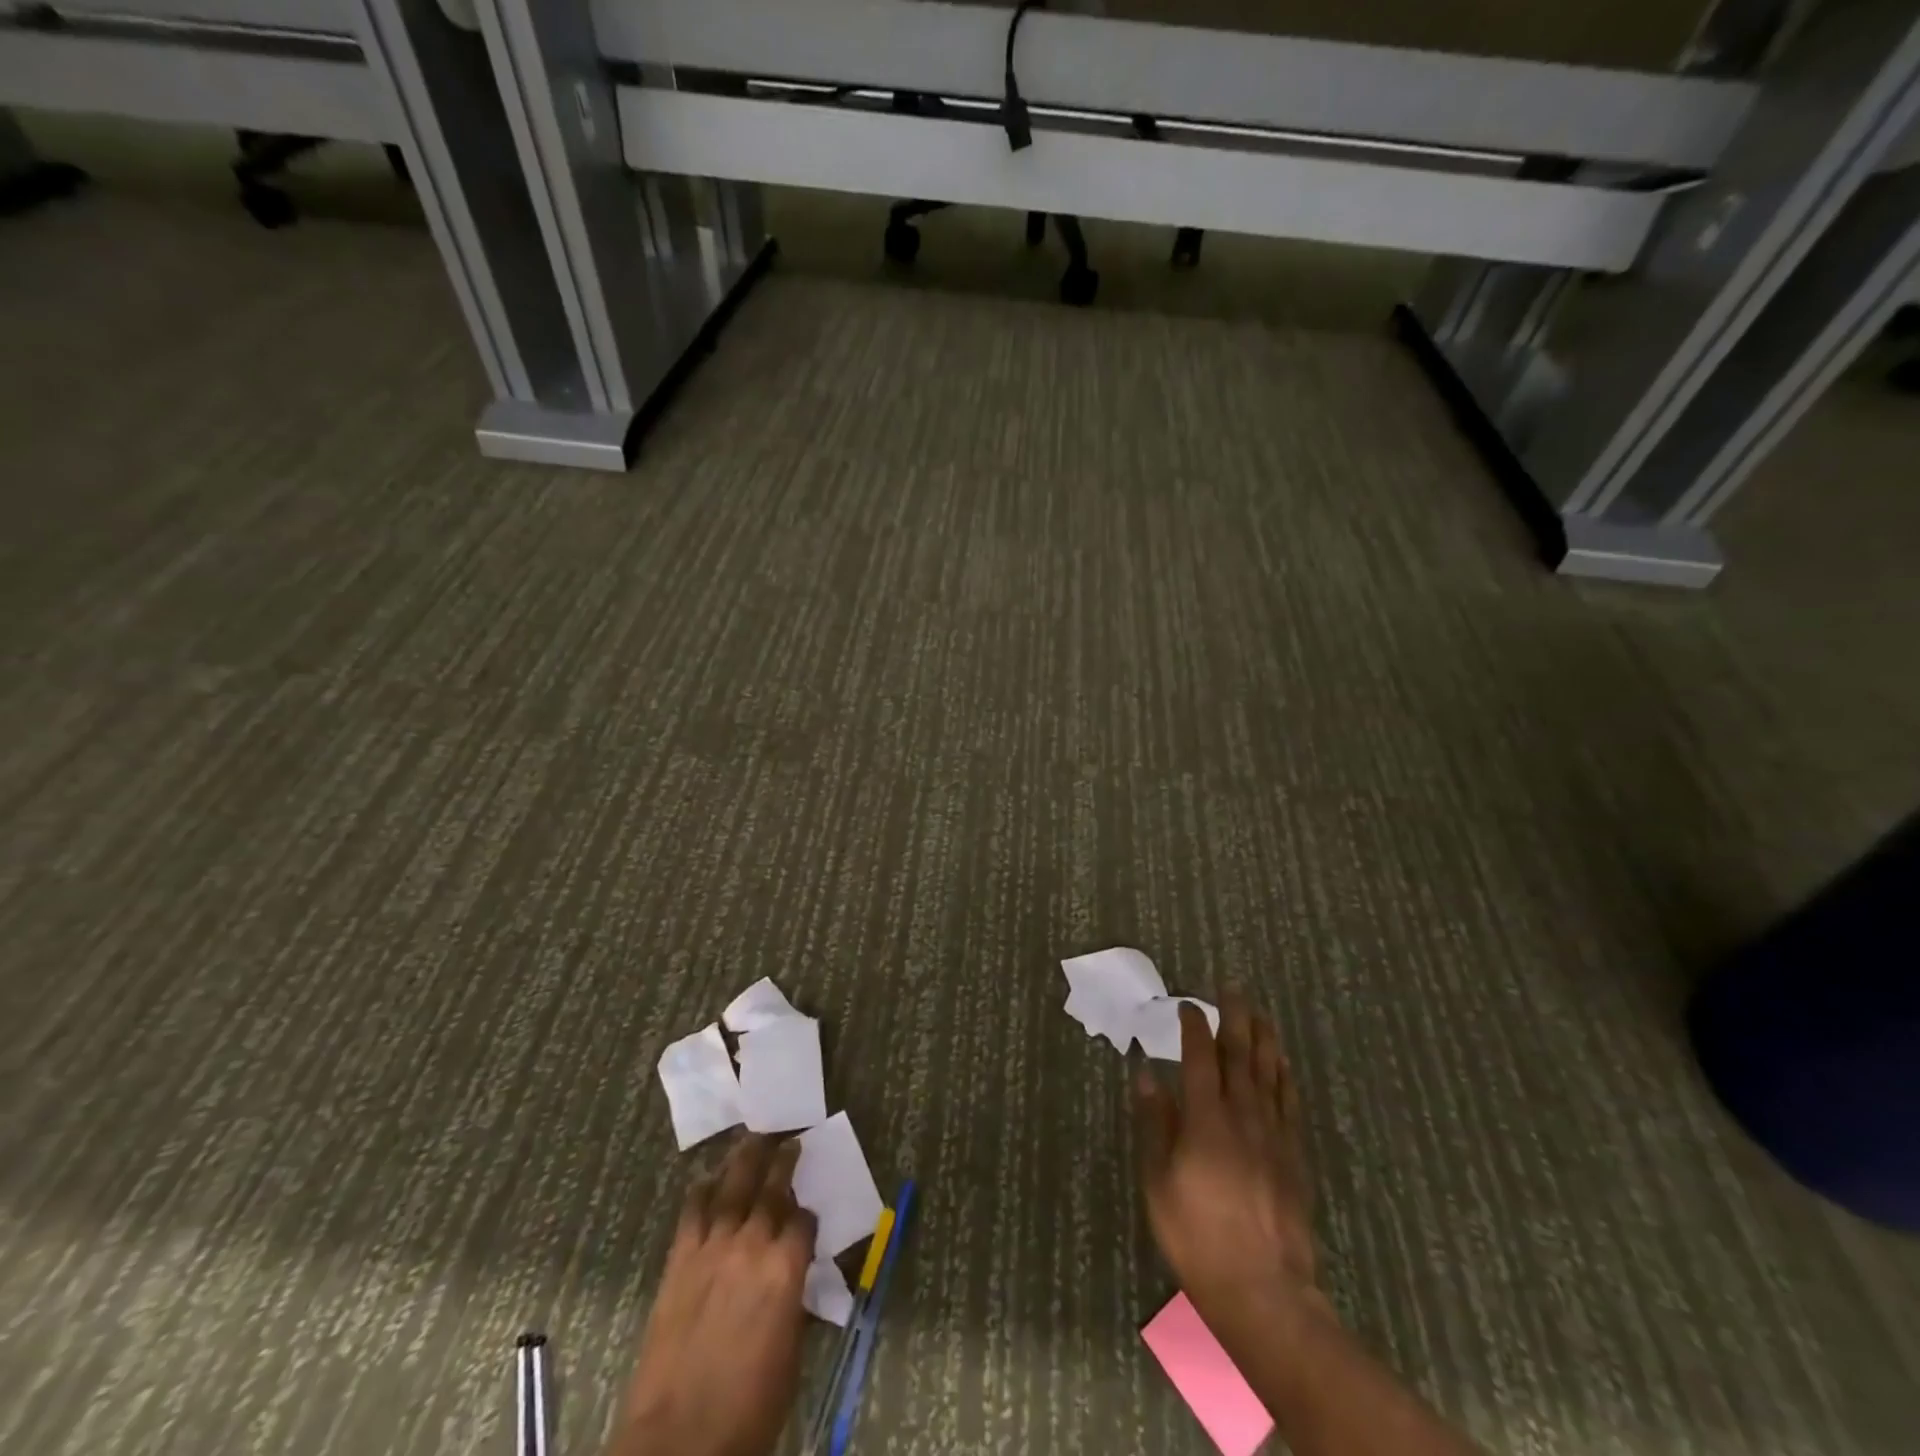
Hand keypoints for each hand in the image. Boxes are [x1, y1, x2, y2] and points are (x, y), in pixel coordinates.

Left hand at [612, 1134, 816, 1455]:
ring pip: (732, 1187)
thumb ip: (793, 1299)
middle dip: (782, 1160)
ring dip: (745, 1160)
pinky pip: (693, 1211)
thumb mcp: (791, 1352)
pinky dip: (703, 1189)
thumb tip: (793, 1275)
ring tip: (754, 1138)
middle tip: (789, 1139)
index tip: (808, 1212)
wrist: (679, 1443)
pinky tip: (709, 1178)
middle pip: (771, 1188)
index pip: (804, 1220)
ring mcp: (713, 1248)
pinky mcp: (680, 1261)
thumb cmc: (749, 1408)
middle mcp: (752, 1245)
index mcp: (787, 1269)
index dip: (808, 1214)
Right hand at [1133, 987, 1323, 1344]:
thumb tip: (1146, 1073)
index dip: (1194, 1026)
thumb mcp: (1158, 1180)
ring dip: (1264, 1037)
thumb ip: (1155, 1122)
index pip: (1200, 1057)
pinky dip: (1284, 1076)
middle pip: (1241, 1055)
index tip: (1187, 1004)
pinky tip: (1282, 1063)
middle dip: (1235, 1017)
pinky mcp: (1294, 1155)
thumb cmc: (1197, 1235)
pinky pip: (1290, 1103)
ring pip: (1269, 1072)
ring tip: (1260, 1012)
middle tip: (1232, 989)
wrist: (1263, 1290)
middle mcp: (1243, 1116)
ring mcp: (1273, 1134)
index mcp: (1205, 1119)